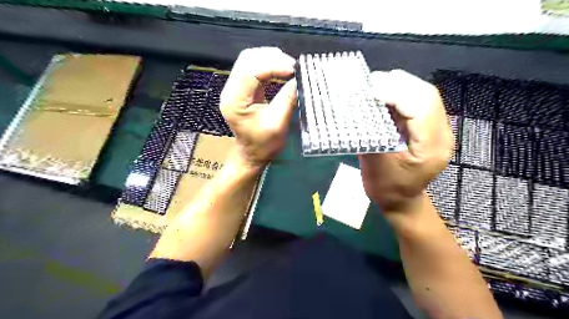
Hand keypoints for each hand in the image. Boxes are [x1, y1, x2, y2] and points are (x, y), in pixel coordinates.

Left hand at [219, 46, 297, 169]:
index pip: (250, 72)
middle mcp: (230, 91)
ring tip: (288, 65)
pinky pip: (252, 67)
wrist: (251, 154)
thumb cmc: (263, 145)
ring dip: (269, 58)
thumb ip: (287, 100)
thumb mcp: (278, 125)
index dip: (273, 66)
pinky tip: (280, 68)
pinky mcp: (241, 88)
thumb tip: (299, 79)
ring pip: (248, 60)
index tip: (293, 70)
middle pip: (247, 60)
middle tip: (293, 66)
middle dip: (271, 58)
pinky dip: (267, 64)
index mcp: (235, 102)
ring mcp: (233, 88)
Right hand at [359, 70, 453, 214]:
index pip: (420, 107)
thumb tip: (361, 109)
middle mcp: (441, 134)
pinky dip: (401, 95)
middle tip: (371, 82)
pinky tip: (384, 95)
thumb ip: (371, 136)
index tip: (369, 91)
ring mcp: (439, 130)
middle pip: (426, 95)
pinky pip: (418, 103)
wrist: (401, 201)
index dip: (395, 93)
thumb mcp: (375, 165)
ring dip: (399, 86)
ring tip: (376, 85)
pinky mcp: (430, 128)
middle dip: (398, 84)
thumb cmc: (387, 188)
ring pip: (424, 95)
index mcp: (430, 147)